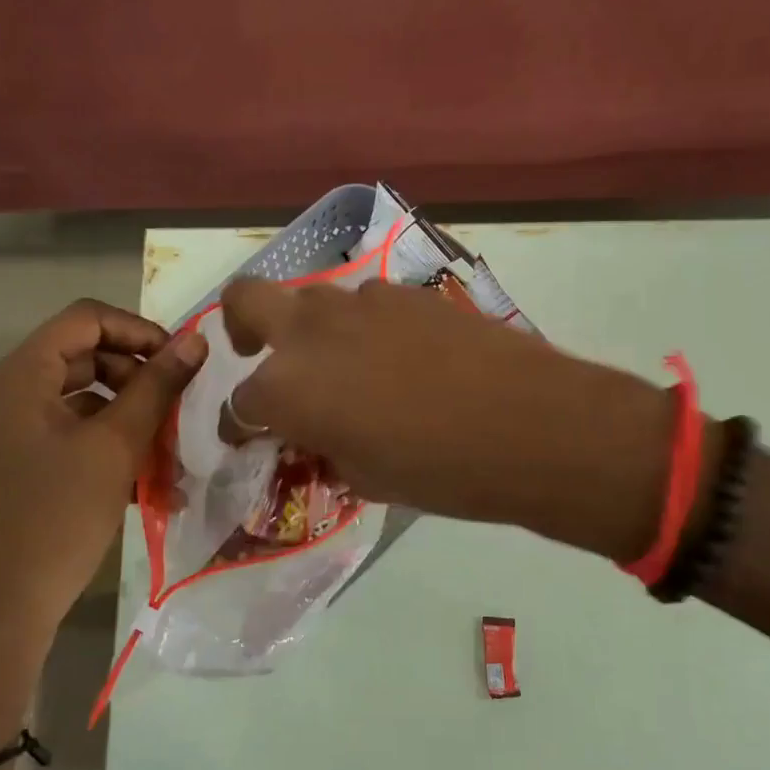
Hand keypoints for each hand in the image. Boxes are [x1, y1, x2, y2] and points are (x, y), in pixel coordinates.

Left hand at [0, 299, 207, 646]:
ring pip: (79, 399)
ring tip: (169, 447)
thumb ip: (156, 387)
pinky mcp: (14, 465)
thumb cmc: (57, 516)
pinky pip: (67, 434)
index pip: (86, 319)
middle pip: (82, 357)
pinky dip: (106, 444)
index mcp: (20, 375)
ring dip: (128, 414)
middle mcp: (6, 393)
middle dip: (137, 375)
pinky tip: (145, 478)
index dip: (139, 330)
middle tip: (178, 405)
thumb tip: (194, 340)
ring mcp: (6, 432)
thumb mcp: (116, 446)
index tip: (181, 360)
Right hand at [217, 279, 677, 561]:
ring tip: (349, 368)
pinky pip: (367, 304)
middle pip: (246, 300)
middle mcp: (311, 332)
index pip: (240, 404)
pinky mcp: (408, 292)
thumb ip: (326, 448)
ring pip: (314, 301)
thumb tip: (319, 435)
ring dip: (314, 330)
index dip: (241, 424)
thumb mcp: (366, 476)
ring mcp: (361, 302)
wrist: (528, 424)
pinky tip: (399, 357)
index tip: (252, 436)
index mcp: (288, 388)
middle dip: (241, 328)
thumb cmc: (439, 470)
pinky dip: (364, 327)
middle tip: (261, 355)